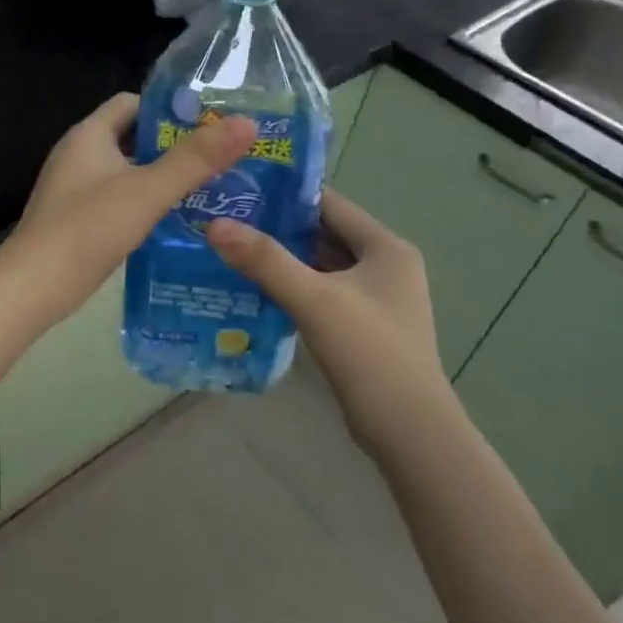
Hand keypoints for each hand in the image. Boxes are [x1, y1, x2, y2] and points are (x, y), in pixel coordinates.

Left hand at [0, 93, 255, 338]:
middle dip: (172, 145)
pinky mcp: (75, 219)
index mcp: (89, 135)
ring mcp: (73, 189)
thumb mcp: (148, 190)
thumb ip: (195, 159)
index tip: (209, 124)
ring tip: (206, 190)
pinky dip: (143, 203)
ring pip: (125, 171)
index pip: (132, 102)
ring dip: (159, 177)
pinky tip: (172, 222)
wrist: (33, 286)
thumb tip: (247, 124)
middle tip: (217, 159)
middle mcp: (78, 154)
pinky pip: (116, 199)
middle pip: (131, 137)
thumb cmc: (88, 228)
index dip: (169, 108)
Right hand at [206, 190, 450, 444]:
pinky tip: (255, 291)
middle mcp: (386, 266)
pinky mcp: (363, 326)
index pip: (330, 204)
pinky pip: (321, 294)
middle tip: (227, 222)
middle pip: (324, 234)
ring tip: (231, 251)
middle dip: (278, 229)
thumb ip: (265, 260)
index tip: (241, 191)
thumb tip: (214, 224)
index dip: (286, 195)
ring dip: (282, 261)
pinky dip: (292, 288)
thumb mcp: (314, 299)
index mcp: (386, 248)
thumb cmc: (369, 352)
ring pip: (320, 266)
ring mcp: (375, 299)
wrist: (408, 430)